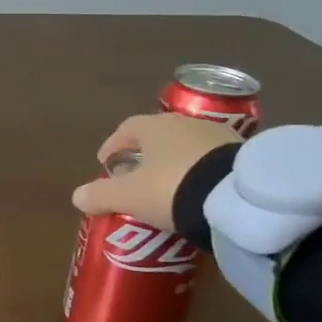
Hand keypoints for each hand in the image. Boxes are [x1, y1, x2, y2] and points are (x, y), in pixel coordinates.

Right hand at [70, 113, 240, 229]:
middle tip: (137, 177)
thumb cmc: (172, 188)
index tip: (106, 163)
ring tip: (171, 187)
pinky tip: (201, 191)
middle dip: (145, 154)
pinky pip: (213, 160)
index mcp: (154, 127)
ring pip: (187, 147)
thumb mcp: (129, 196)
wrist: (239, 198)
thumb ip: (100, 195)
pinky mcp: (244, 154)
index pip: (127, 129)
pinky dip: (202, 172)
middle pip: (159, 136)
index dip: (113, 145)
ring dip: (176, 162)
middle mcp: (185, 123)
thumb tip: (77, 197)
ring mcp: (219, 136)